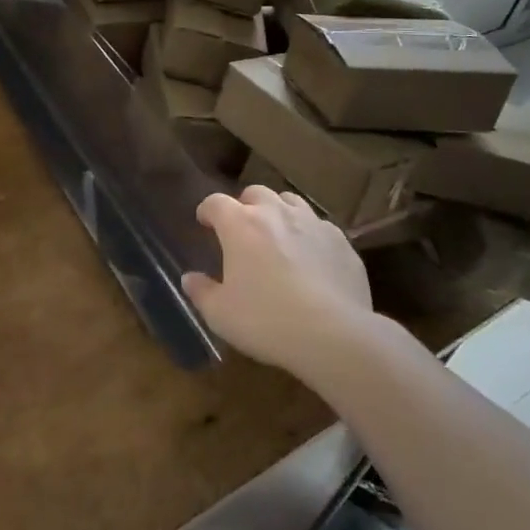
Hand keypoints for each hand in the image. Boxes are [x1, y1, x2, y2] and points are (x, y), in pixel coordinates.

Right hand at [182, 187, 374, 382]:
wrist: (334, 335)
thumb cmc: (267, 321)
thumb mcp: (221, 314)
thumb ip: (201, 292)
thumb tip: (189, 279)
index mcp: (240, 225)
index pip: (215, 202)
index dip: (207, 210)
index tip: (205, 222)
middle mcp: (275, 213)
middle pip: (255, 193)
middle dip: (245, 206)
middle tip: (243, 229)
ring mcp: (311, 223)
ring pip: (290, 201)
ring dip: (279, 212)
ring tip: (278, 234)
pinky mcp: (340, 241)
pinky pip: (320, 226)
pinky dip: (310, 234)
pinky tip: (312, 256)